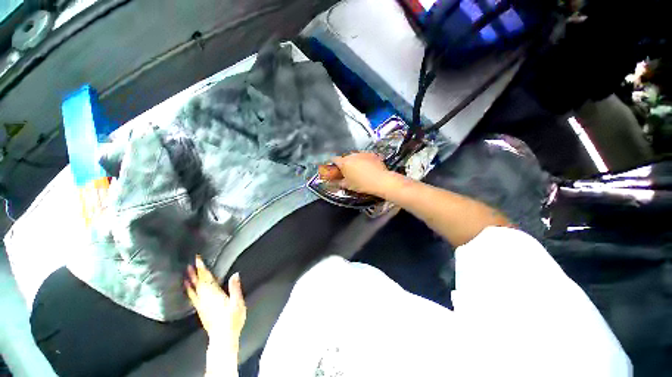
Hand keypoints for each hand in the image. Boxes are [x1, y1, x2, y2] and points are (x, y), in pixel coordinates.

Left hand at [185, 255, 246, 349]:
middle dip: (194, 273)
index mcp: (214, 294)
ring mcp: (201, 306)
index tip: (197, 259)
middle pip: (198, 283)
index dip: (202, 268)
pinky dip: (190, 292)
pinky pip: (193, 298)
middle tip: (189, 264)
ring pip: (194, 291)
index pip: (207, 278)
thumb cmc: (232, 319)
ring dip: (190, 282)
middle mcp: (205, 298)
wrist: (223, 338)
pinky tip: (189, 291)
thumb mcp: (237, 302)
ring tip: (185, 276)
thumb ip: (235, 288)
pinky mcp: (201, 312)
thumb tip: (235, 274)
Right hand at [331, 152, 394, 195]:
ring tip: (359, 170)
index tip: (335, 168)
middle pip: (345, 157)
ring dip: (354, 161)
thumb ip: (340, 182)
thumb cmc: (363, 184)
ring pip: (355, 156)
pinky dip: (364, 160)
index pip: (334, 159)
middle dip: (345, 163)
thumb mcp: (349, 185)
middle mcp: (352, 155)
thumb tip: (338, 181)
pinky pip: (364, 156)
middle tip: (348, 172)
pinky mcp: (371, 154)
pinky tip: (368, 168)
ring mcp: (362, 153)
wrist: (381, 181)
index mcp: (344, 163)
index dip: (333, 164)